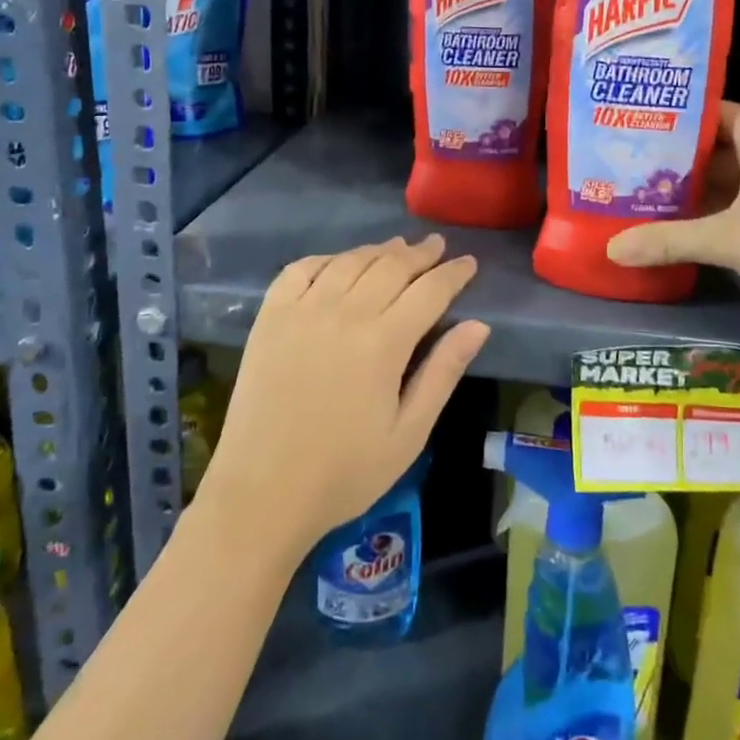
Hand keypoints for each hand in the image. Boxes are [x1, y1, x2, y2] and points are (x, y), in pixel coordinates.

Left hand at [197, 235, 489, 556]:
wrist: (262, 493)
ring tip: (397, 248)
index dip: (453, 273)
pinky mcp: (270, 317)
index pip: (429, 291)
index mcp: (384, 343)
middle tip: (437, 246)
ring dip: (378, 251)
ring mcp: (303, 310)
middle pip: (391, 267)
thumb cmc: (344, 473)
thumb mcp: (408, 434)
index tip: (468, 262)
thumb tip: (478, 326)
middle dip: (420, 253)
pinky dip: (325, 259)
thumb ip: (442, 373)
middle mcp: (345, 313)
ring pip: (349, 262)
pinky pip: (300, 270)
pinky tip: (338, 263)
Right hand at [605, 102, 739, 329]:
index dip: (672, 120)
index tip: (632, 129)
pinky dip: (720, 212)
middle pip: (717, 146)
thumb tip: (611, 249)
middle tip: (629, 168)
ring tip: (648, 197)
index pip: (709, 112)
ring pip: (733, 178)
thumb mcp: (727, 238)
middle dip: (678, 160)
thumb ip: (667, 239)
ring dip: (698, 190)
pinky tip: (689, 228)